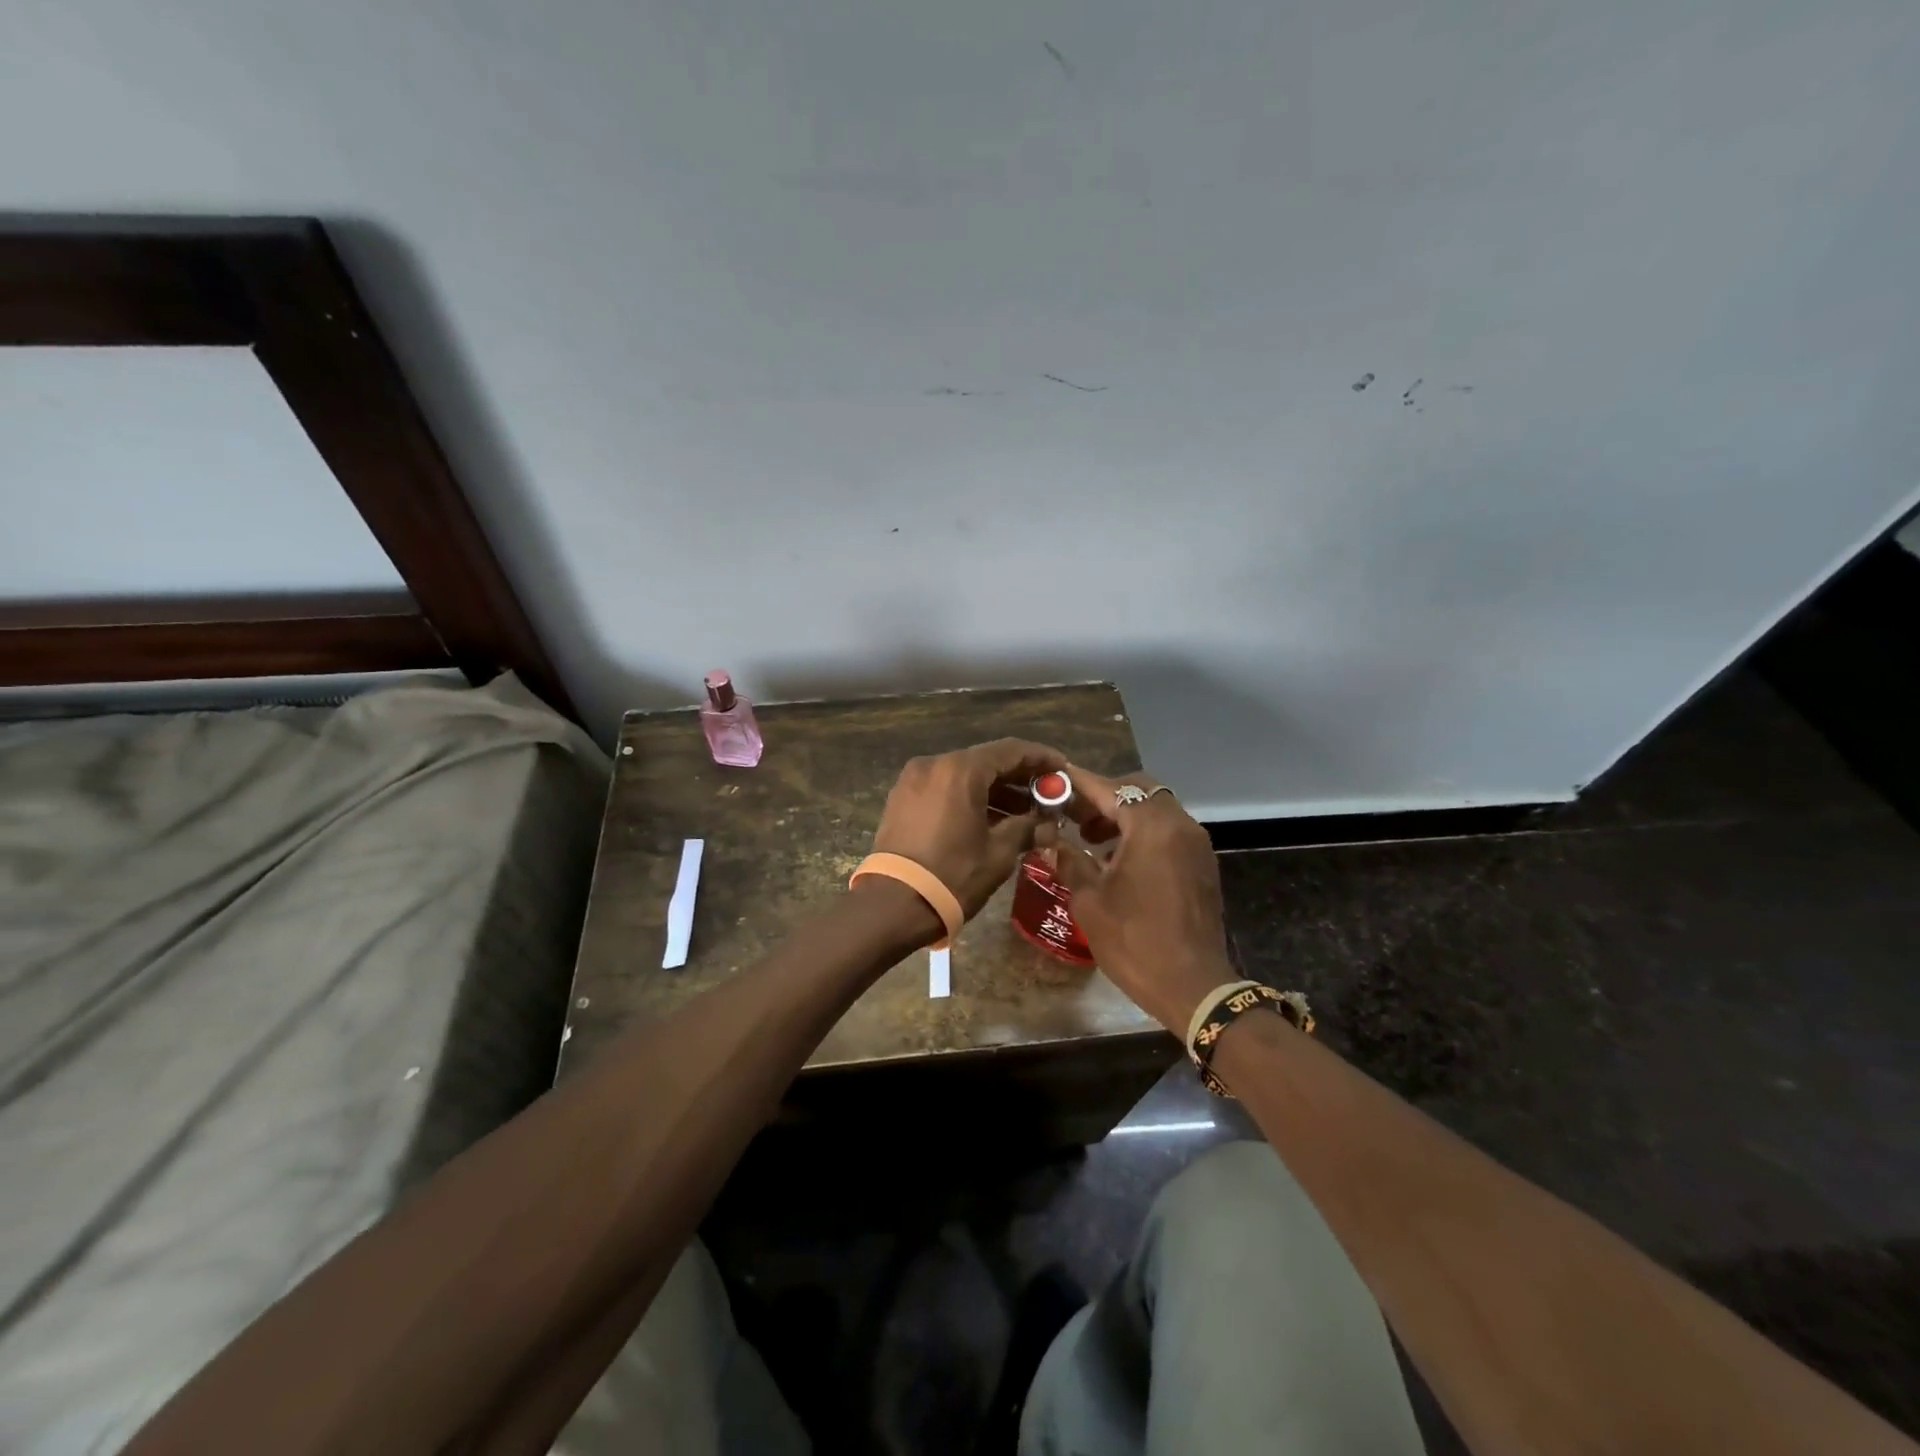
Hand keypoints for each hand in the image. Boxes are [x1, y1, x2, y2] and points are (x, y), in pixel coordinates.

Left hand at [872, 738, 1067, 919]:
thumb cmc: (953, 875)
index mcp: (960, 770)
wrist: (893, 904)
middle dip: (1018, 777)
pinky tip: (990, 819)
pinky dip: (968, 798)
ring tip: (1023, 814)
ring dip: (994, 790)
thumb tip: (1048, 823)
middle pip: (985, 761)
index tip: (1062, 769)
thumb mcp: (999, 853)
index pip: (1010, 750)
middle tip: (1046, 795)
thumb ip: (1027, 827)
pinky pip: (944, 789)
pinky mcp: (902, 799)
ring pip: (964, 776)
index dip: (1040, 758)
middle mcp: (934, 764)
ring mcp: (913, 780)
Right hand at [1037, 768, 1234, 1031]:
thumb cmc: (1135, 941)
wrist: (1193, 988)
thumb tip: (1049, 841)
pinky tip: (1118, 858)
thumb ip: (1069, 860)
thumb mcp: (1090, 901)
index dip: (1079, 782)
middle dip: (1105, 796)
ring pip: (1157, 809)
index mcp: (1153, 827)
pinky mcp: (1202, 864)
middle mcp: (1180, 825)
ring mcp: (1196, 844)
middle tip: (1074, 813)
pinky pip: (1169, 830)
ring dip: (1124, 814)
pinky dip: (1144, 831)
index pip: (1111, 789)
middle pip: (1140, 790)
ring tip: (1091, 839)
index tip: (1055, 776)